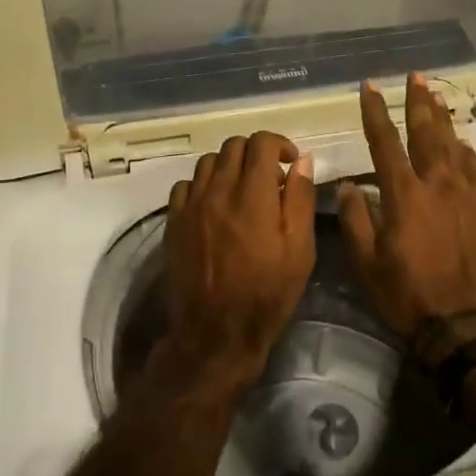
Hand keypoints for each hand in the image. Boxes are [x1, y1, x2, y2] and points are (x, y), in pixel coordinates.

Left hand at [160, 132, 317, 389]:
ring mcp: (191, 205)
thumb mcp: (299, 249)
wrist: (216, 333)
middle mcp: (218, 190)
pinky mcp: (174, 221)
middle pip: (233, 146)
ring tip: (242, 190)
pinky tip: (214, 205)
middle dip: (255, 153)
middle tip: (269, 178)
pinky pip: (185, 185)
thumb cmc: (267, 293)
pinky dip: (203, 185)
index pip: (261, 143)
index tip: (290, 162)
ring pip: (208, 161)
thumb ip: (300, 198)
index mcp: (253, 195)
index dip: (279, 144)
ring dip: (229, 166)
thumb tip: (301, 160)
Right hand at [337, 75, 475, 345]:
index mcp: (403, 193)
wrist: (463, 323)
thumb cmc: (407, 293)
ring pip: (453, 143)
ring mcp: (464, 193)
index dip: (375, 111)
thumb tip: (349, 186)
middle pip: (426, 131)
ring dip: (443, 117)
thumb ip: (355, 218)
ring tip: (437, 95)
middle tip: (415, 77)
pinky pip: (475, 168)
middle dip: (418, 101)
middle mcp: (436, 183)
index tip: (370, 87)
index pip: (385, 141)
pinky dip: (466, 150)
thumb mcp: (366, 261)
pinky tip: (462, 142)